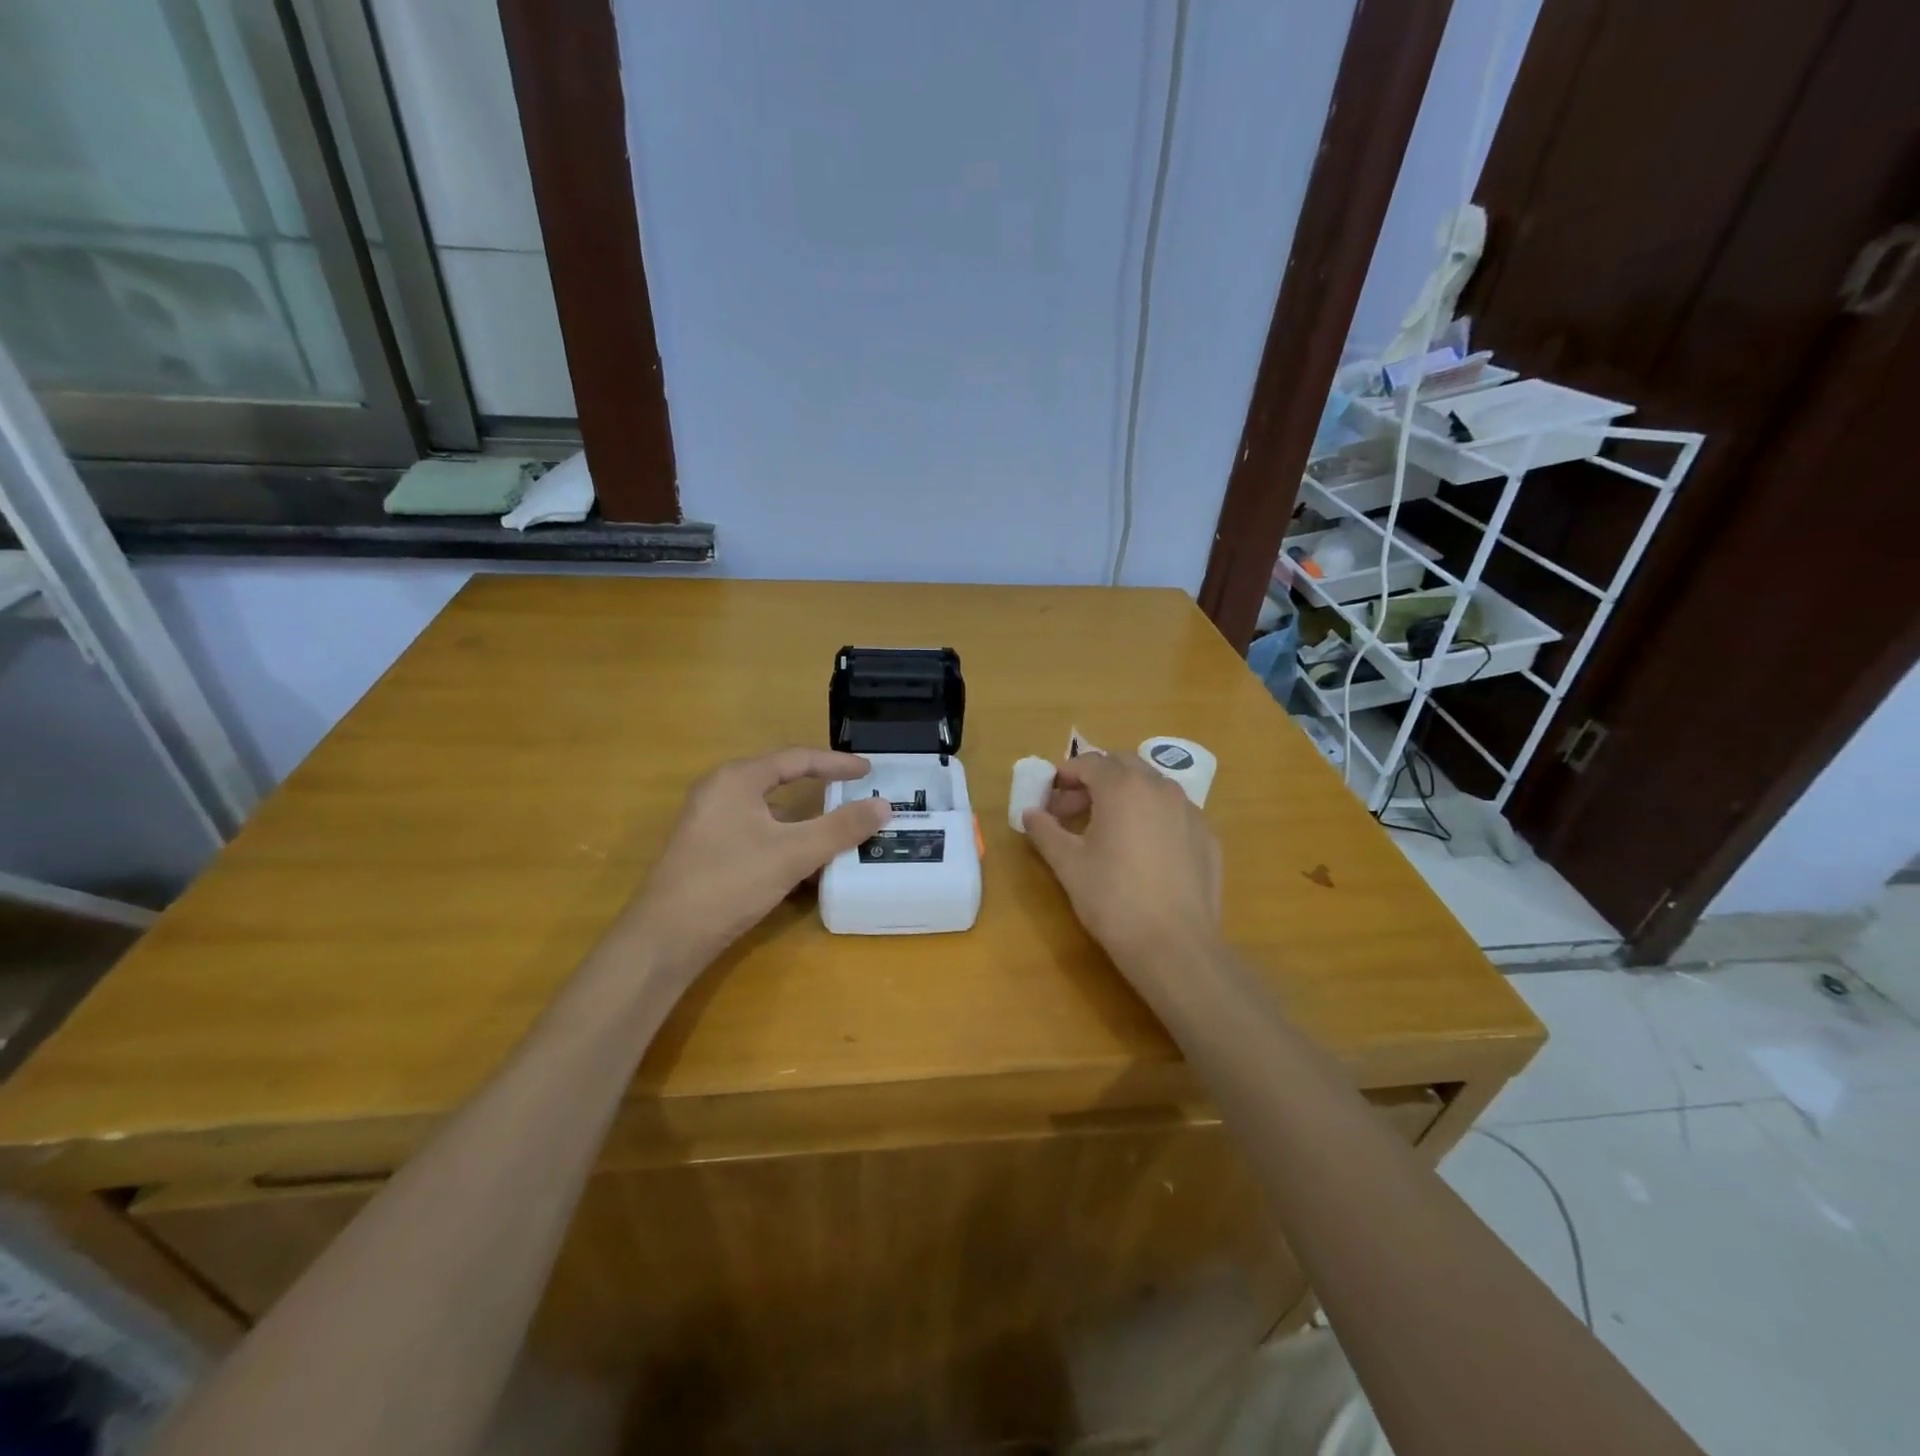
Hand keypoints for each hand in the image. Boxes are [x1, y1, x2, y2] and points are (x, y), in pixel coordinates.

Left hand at [633, 748, 888, 976]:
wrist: (665, 938)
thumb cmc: (729, 883)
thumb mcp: (792, 853)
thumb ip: (840, 828)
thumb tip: (883, 805)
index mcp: (737, 779)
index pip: (796, 759)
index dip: (836, 763)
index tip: (868, 772)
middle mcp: (720, 792)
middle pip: (781, 780)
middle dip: (821, 788)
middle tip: (855, 794)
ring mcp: (710, 822)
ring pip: (769, 811)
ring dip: (805, 820)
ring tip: (839, 829)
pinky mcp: (708, 850)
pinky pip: (757, 833)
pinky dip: (786, 840)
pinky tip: (806, 864)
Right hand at [1023, 751, 1223, 974]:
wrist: (1175, 946)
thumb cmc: (1113, 899)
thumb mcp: (1068, 864)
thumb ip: (1045, 831)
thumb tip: (1030, 814)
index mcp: (1123, 787)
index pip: (1090, 762)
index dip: (1065, 774)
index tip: (1049, 794)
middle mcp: (1160, 787)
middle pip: (1123, 765)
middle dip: (1095, 780)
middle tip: (1073, 810)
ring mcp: (1190, 810)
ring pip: (1152, 786)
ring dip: (1125, 795)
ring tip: (1106, 829)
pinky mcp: (1208, 836)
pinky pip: (1174, 812)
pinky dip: (1152, 816)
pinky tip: (1142, 850)